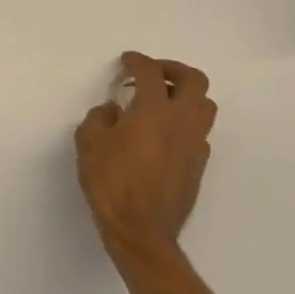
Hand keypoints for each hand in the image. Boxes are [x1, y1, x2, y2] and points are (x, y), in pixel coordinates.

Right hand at [76, 53, 216, 267]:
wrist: (141, 232)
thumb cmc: (111, 182)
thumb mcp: (89, 142)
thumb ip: (100, 118)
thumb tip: (114, 111)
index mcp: (154, 110)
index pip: (151, 72)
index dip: (137, 61)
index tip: (126, 62)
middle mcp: (181, 122)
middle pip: (195, 80)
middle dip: (173, 70)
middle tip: (152, 74)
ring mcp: (195, 145)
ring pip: (205, 106)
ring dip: (185, 95)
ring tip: (160, 101)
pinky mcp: (199, 166)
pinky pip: (200, 132)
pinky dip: (185, 122)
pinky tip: (163, 133)